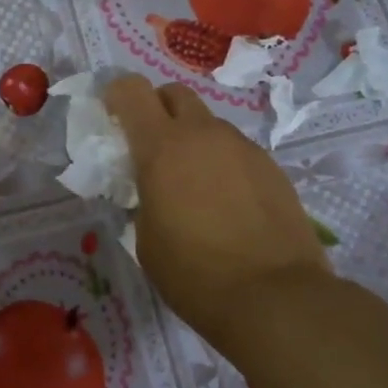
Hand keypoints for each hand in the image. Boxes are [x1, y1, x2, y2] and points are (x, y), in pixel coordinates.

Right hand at [106, 74, 328, 350]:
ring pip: (208, 124)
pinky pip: (235, 151)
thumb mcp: (145, 238)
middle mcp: (203, 135)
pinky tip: (226, 204)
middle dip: (157, 109)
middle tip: (151, 148)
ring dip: (192, 140)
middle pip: (175, 93)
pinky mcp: (272, 167)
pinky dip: (222, 164)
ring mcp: (243, 148)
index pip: (131, 90)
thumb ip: (143, 198)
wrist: (275, 297)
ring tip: (192, 185)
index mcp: (162, 147)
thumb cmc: (194, 273)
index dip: (117, 96)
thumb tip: (154, 191)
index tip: (112, 118)